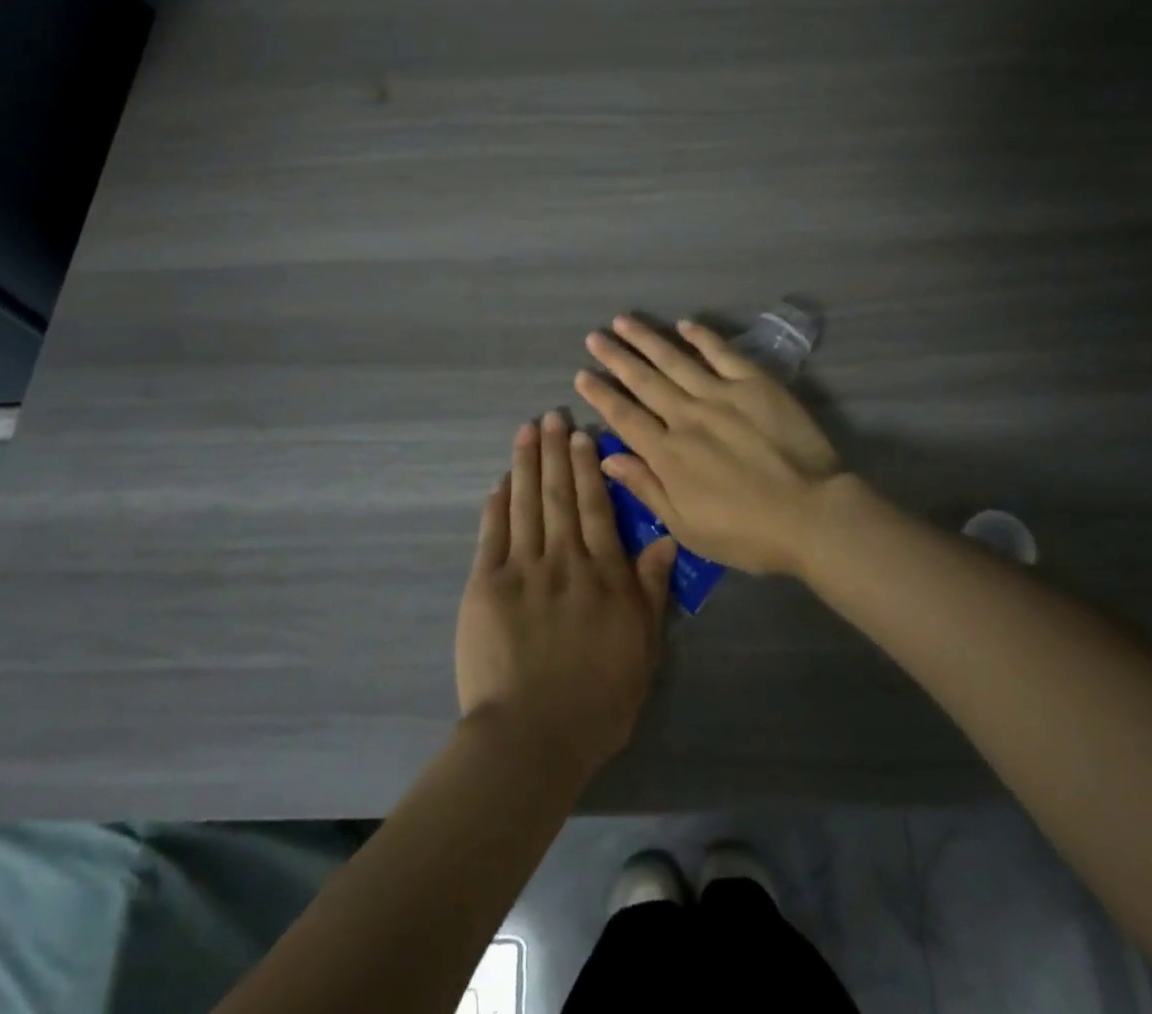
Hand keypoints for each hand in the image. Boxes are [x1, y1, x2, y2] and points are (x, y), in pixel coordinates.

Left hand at [455, 411, 676, 781]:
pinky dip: (498, 503)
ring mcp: (522, 569)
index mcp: (604, 574)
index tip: (584, 434)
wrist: (532, 736)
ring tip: (527, 430)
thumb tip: (665, 537)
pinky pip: (493, 534)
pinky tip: (501, 481)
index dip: (590, 468)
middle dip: (556, 451)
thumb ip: (651, 589)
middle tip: (552, 415)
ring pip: (527, 504)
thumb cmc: (598, 701)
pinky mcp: (486, 585)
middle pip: (561, 495)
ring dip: (527, 464)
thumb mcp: (643, 648)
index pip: (597, 508)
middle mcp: (564, 560)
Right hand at [574, 315, 843, 577]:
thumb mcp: (687, 526)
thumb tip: (608, 456)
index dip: (600, 395)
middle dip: (616, 358)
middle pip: (644, 381)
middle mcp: (687, 416)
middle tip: (594, 337)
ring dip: (647, 339)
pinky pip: (722, 353)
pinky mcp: (755, 384)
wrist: (811, 514)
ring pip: (675, 360)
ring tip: (624, 321)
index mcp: (668, 453)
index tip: (582, 375)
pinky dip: (702, 337)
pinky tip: (684, 324)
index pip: (624, 416)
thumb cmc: (746, 533)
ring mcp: (721, 395)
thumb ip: (646, 487)